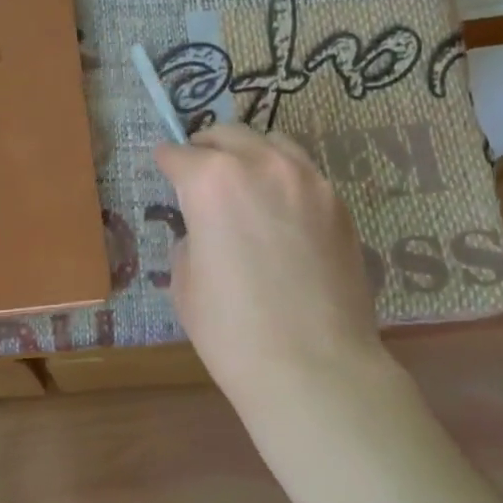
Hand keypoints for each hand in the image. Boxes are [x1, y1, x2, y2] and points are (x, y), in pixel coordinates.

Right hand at [154, 124, 386, 405]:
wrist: (314, 367)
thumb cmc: (232, 331)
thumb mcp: (186, 284)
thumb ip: (190, 240)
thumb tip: (205, 231)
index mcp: (211, 182)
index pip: (179, 155)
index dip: (166, 162)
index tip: (163, 167)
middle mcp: (261, 165)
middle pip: (228, 135)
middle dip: (207, 148)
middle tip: (199, 168)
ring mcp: (308, 181)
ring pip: (273, 143)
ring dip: (250, 154)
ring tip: (244, 180)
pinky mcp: (338, 205)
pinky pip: (305, 173)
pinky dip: (284, 178)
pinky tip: (281, 209)